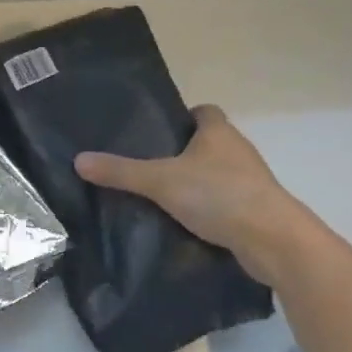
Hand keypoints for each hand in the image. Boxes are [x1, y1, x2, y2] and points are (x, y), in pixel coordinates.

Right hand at [73, 105, 306, 284]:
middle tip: (147, 165)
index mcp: (219, 132)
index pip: (203, 111)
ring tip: (160, 195)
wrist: (272, 240)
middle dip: (182, 152)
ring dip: (195, 182)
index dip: (182, 116)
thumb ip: (121, 171)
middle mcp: (238, 150)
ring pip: (216, 173)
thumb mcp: (161, 181)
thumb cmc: (219, 195)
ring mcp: (250, 181)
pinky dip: (207, 208)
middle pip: (208, 143)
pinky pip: (224, 201)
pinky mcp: (253, 209)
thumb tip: (79, 160)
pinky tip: (183, 221)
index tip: (157, 131)